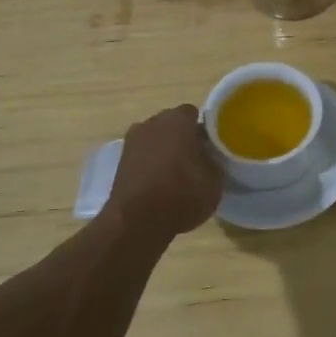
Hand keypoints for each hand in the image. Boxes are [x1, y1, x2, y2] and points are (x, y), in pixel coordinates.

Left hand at [105, 105, 223, 237]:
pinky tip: (159, 184)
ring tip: (176, 174)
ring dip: (164, 151)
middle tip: (196, 159)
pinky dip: (150, 165)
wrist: (136, 223)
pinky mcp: (120, 162)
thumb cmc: (182, 195)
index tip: (211, 147)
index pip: (194, 114)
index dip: (203, 130)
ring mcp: (132, 141)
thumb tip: (211, 156)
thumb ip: (215, 161)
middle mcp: (153, 123)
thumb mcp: (215, 181)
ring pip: (155, 139)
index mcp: (179, 120)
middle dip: (183, 137)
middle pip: (172, 124)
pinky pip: (142, 156)